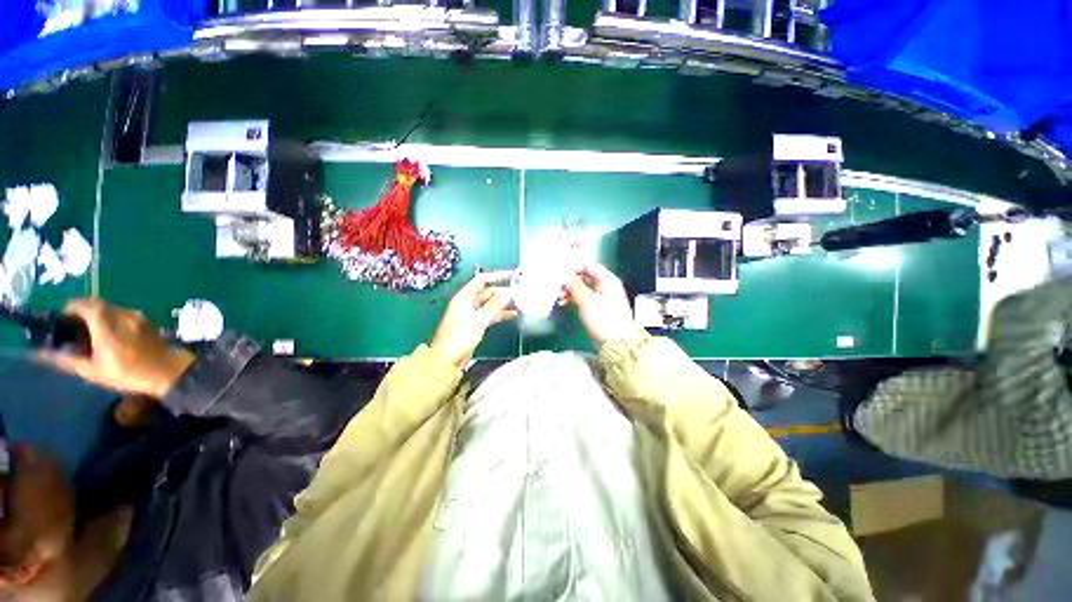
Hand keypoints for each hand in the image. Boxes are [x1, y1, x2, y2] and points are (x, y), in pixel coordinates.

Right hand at [42, 299, 194, 398]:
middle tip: (74, 326)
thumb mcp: (93, 370)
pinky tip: (110, 333)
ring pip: (111, 307)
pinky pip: (124, 313)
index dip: (71, 308)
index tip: (62, 319)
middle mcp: (122, 314)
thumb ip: (67, 360)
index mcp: (107, 323)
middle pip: (97, 304)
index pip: (84, 304)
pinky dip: (112, 318)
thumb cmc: (129, 373)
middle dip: (83, 311)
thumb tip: (41, 354)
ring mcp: (137, 316)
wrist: (169, 371)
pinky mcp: (147, 320)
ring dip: (98, 314)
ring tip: (91, 331)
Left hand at [431, 271, 517, 367]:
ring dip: (503, 303)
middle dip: (503, 292)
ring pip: (490, 304)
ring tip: (520, 303)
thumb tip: (508, 292)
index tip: (512, 275)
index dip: (497, 276)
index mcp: (464, 297)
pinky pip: (490, 315)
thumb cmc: (459, 337)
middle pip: (487, 292)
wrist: (446, 360)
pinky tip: (512, 314)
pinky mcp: (474, 324)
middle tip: (520, 293)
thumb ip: (494, 305)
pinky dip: (500, 314)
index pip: (482, 280)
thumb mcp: (479, 320)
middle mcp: (467, 303)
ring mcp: (471, 314)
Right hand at [564, 263, 637, 347]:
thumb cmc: (604, 320)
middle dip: (570, 280)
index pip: (589, 266)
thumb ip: (575, 284)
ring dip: (570, 290)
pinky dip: (574, 298)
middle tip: (557, 286)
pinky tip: (564, 302)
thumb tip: (564, 272)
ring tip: (558, 296)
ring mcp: (602, 298)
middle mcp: (606, 286)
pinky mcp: (597, 308)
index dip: (574, 267)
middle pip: (585, 277)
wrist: (616, 344)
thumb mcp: (587, 300)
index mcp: (608, 280)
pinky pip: (583, 298)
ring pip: (583, 288)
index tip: (560, 272)